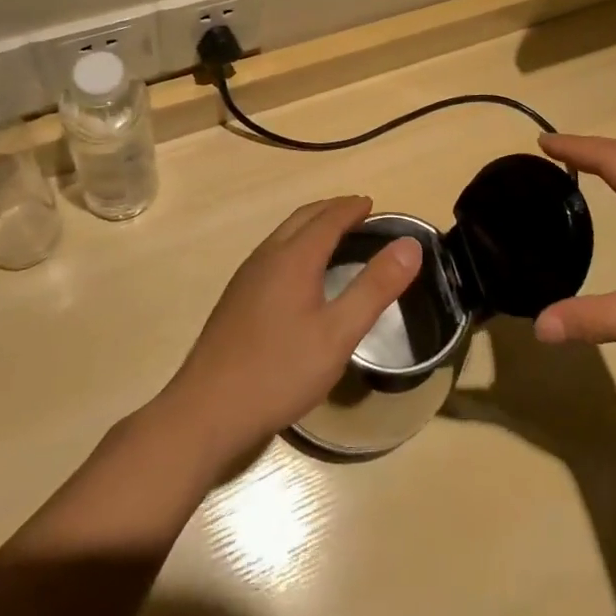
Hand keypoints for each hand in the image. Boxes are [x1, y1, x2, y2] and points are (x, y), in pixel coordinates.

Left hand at [165, 196, 421, 457]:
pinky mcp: (234, 301)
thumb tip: (410, 244)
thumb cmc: (279, 371)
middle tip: (356, 212)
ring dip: (310, 226)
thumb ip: (375, 287)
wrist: (205, 412)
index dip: (351, 208)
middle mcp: (267, 257)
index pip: (328, 218)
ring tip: (332, 235)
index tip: (372, 203)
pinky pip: (272, 254)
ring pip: (283, 235)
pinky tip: (298, 274)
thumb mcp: (338, 333)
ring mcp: (245, 278)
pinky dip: (295, 245)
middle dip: (331, 209)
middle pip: (302, 219)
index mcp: (293, 258)